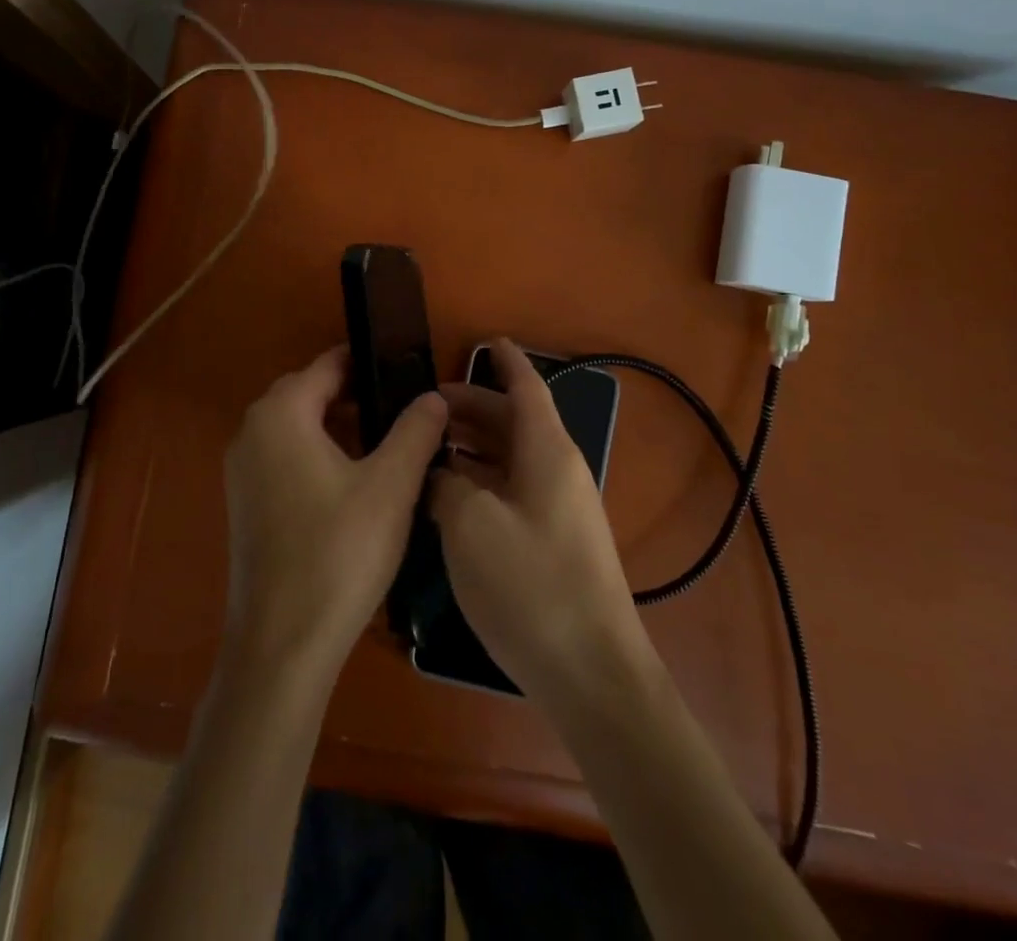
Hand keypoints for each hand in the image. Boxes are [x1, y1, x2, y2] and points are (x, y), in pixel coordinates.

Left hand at [221, 347, 448, 686]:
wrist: (282, 645)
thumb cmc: (338, 553)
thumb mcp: (390, 487)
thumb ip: (415, 431)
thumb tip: (434, 396)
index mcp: (280, 413)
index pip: (328, 366)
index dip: (369, 363)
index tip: (408, 372)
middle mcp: (252, 431)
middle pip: (310, 394)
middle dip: (356, 397)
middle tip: (405, 413)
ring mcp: (242, 469)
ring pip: (298, 428)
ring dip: (339, 428)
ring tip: (389, 448)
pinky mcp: (245, 503)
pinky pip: (286, 457)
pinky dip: (318, 456)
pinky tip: (355, 485)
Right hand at [433, 339, 655, 712]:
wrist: (592, 675)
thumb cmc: (530, 586)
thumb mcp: (470, 525)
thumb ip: (447, 485)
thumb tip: (440, 474)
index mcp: (546, 452)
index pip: (527, 388)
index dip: (507, 362)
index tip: (487, 340)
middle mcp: (558, 471)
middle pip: (515, 422)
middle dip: (473, 407)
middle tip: (424, 406)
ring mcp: (559, 510)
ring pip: (512, 458)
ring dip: (474, 445)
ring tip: (428, 446)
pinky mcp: (553, 543)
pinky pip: (513, 490)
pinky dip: (482, 480)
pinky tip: (449, 496)